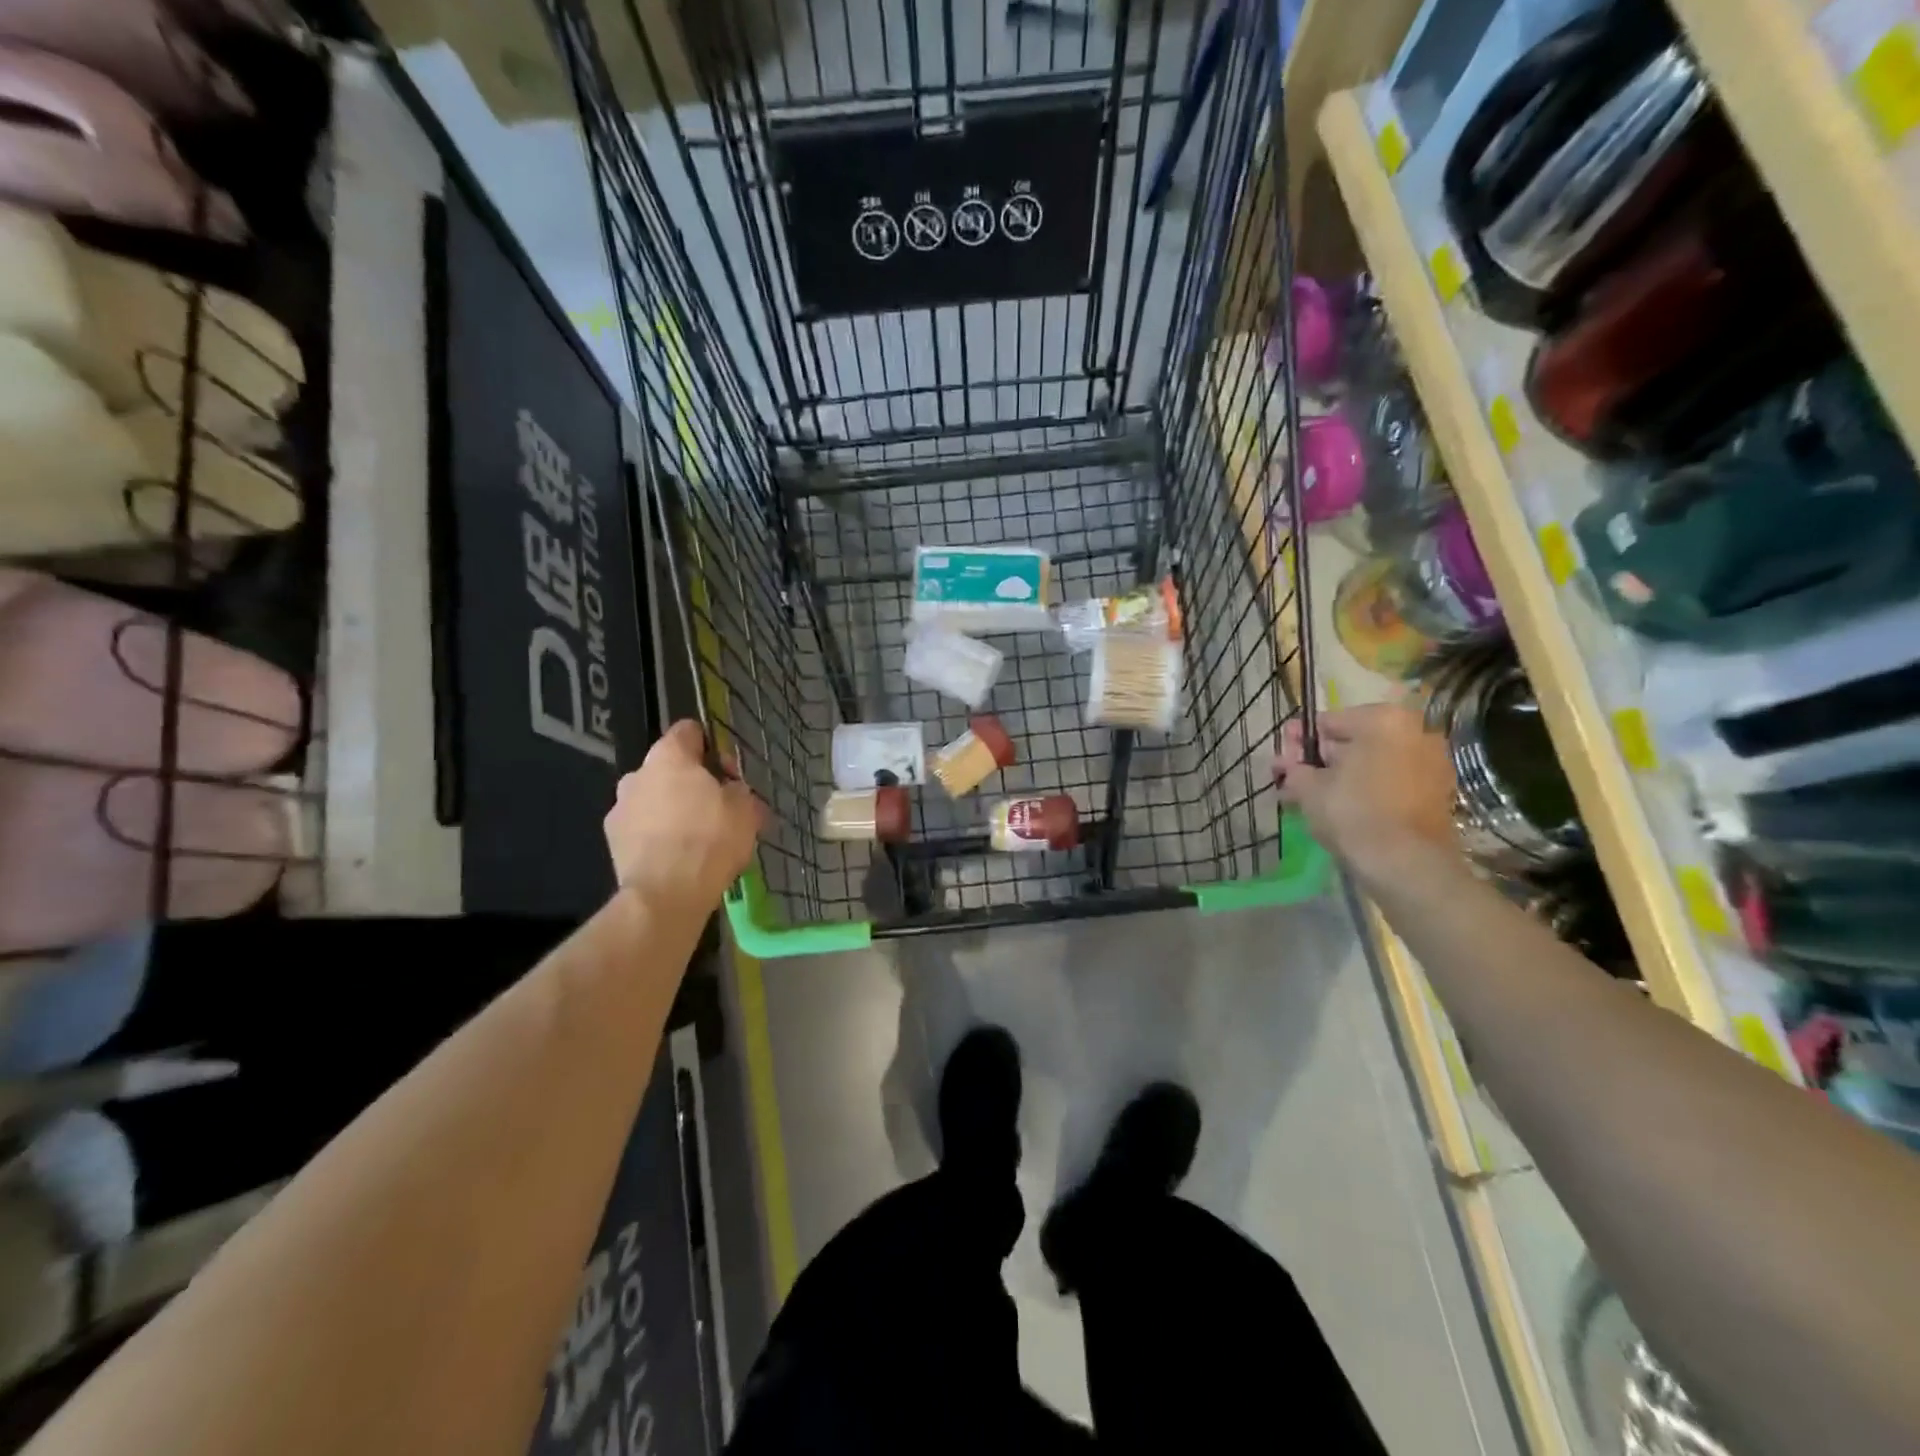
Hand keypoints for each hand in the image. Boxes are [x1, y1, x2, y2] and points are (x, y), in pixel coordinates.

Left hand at [605, 720, 764, 910]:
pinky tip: (678, 857)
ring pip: (654, 798)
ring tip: (698, 838)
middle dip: (693, 783)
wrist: (665, 895)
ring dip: (674, 809)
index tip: (729, 774)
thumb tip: (732, 790)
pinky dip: (658, 835)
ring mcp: (619, 807)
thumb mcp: (745, 810)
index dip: (713, 747)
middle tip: (719, 810)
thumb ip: (738, 790)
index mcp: (669, 756)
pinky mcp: (613, 840)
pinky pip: (642, 827)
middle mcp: (637, 774)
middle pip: (670, 767)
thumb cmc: (710, 840)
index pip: (689, 730)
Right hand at [1274, 704, 1459, 879]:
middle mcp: (1414, 732)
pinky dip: (1365, 789)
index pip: (1327, 722)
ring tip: (1309, 797)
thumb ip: (1294, 768)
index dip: (1298, 742)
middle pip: (1353, 741)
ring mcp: (1430, 762)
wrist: (1406, 864)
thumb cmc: (1353, 813)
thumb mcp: (1309, 788)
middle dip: (1319, 760)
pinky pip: (1389, 781)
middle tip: (1291, 779)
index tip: (1280, 760)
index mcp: (1383, 720)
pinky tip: (1338, 807)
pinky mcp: (1436, 792)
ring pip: (1371, 763)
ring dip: (1340, 776)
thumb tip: (1286, 763)